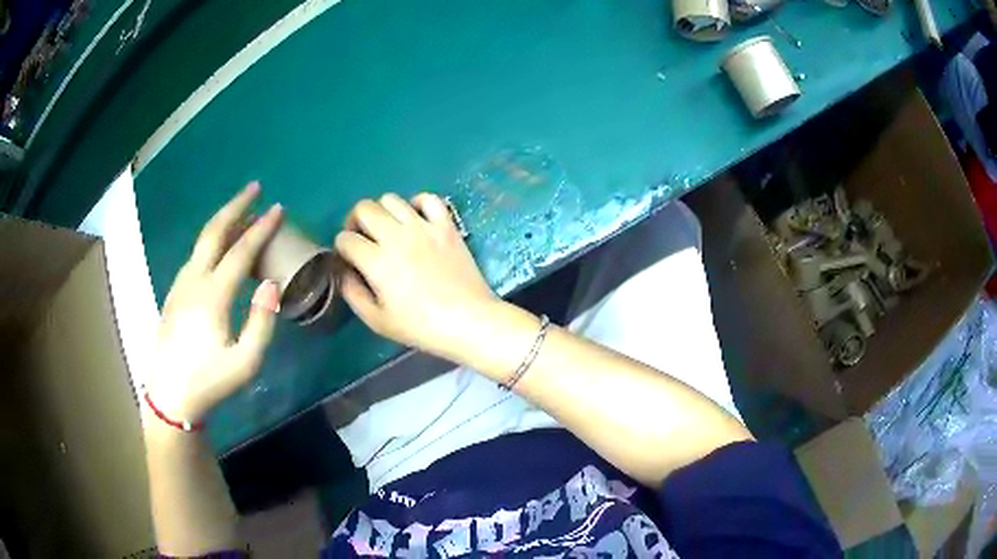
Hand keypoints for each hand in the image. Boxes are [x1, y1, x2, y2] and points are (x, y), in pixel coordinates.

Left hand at [146, 183, 282, 424]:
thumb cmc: (209, 382)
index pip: (240, 251)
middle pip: (214, 232)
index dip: (262, 228)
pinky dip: (212, 241)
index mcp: (212, 295)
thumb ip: (261, 322)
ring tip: (242, 214)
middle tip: (255, 188)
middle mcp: (193, 280)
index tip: (279, 209)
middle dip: (236, 206)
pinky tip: (219, 248)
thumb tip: (269, 283)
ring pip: (202, 241)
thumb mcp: (245, 362)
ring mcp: (180, 285)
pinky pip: (195, 256)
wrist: (169, 395)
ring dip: (223, 222)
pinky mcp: (174, 293)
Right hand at [335, 193, 498, 361]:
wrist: (468, 320)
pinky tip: (416, 219)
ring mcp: (423, 226)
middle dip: (355, 221)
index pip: (345, 239)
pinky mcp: (446, 225)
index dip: (342, 248)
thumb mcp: (377, 320)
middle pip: (363, 208)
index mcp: (377, 261)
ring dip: (382, 211)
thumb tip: (344, 272)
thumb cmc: (421, 326)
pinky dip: (417, 203)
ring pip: (391, 198)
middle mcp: (396, 236)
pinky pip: (428, 198)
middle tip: (362, 238)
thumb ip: (353, 293)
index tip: (349, 259)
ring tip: (387, 229)